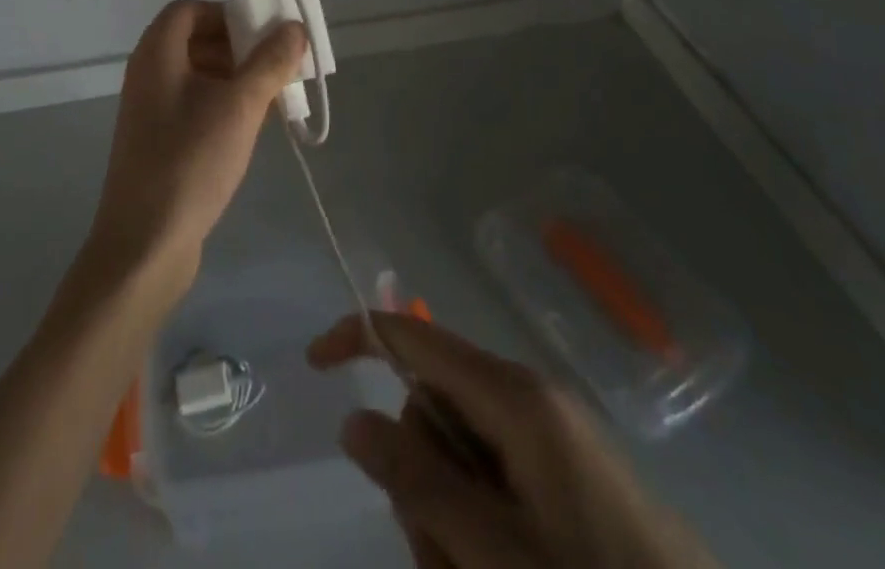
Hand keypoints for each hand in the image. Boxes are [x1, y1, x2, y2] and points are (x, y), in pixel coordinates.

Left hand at [85, 0, 307, 285]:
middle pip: (194, 41)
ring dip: (236, 78)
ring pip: (198, 76)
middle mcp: (148, 76)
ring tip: (273, 97)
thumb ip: (269, 62)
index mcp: (157, 55)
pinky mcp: (158, 144)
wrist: (145, 246)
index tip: (262, 33)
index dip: (226, 13)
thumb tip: (294, 27)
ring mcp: (150, 112)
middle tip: (277, 64)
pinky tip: (252, 129)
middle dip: (238, 46)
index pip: (188, 10)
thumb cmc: (190, 161)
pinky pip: (194, 107)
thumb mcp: (240, 106)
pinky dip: (224, 106)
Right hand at [309, 313, 715, 568]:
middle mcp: (531, 401)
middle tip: (442, 557)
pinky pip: (496, 483)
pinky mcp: (569, 480)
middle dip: (417, 477)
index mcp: (514, 396)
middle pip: (434, 409)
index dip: (361, 337)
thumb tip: (355, 420)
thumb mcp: (494, 554)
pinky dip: (480, 529)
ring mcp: (553, 441)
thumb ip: (418, 482)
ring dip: (449, 521)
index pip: (417, 337)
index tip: (315, 362)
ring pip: (461, 456)